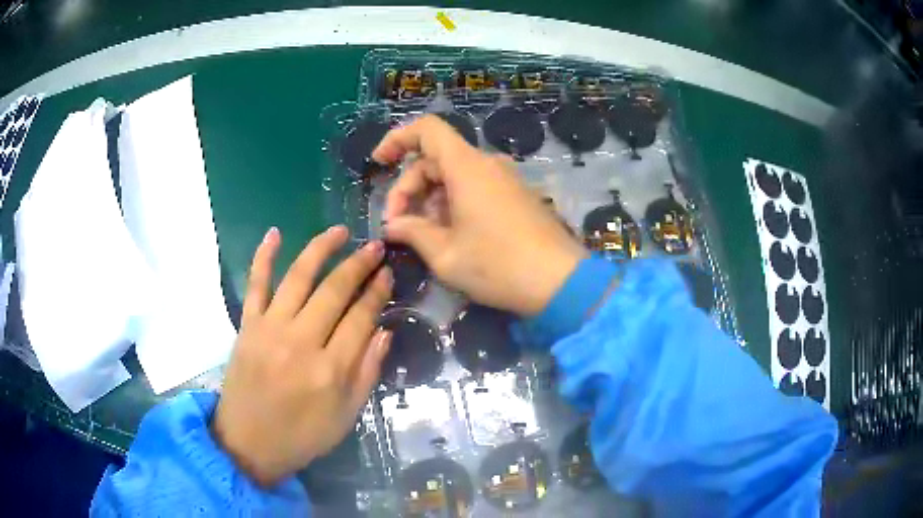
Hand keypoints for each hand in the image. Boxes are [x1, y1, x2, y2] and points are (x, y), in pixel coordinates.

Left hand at [211, 226, 392, 486]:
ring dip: (320, 249)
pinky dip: (263, 257)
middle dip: (359, 264)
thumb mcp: (346, 416)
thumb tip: (383, 331)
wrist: (248, 443)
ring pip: (298, 277)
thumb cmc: (302, 435)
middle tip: (374, 247)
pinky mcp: (247, 326)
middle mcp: (301, 342)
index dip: (377, 292)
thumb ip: (367, 373)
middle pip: (334, 291)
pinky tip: (275, 233)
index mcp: (330, 370)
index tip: (388, 274)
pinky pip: (255, 284)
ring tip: (339, 231)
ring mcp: (270, 329)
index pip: (361, 318)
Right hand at [373, 115, 586, 315]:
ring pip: (454, 175)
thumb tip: (392, 226)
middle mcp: (487, 164)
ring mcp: (505, 180)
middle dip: (408, 188)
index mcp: (467, 167)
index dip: (398, 138)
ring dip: (429, 200)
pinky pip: (474, 188)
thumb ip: (412, 233)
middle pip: (435, 159)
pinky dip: (453, 204)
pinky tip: (449, 235)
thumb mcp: (445, 254)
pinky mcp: (516, 196)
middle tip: (396, 227)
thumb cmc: (498, 266)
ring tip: (422, 236)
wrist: (561, 282)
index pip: (427, 129)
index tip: (379, 162)